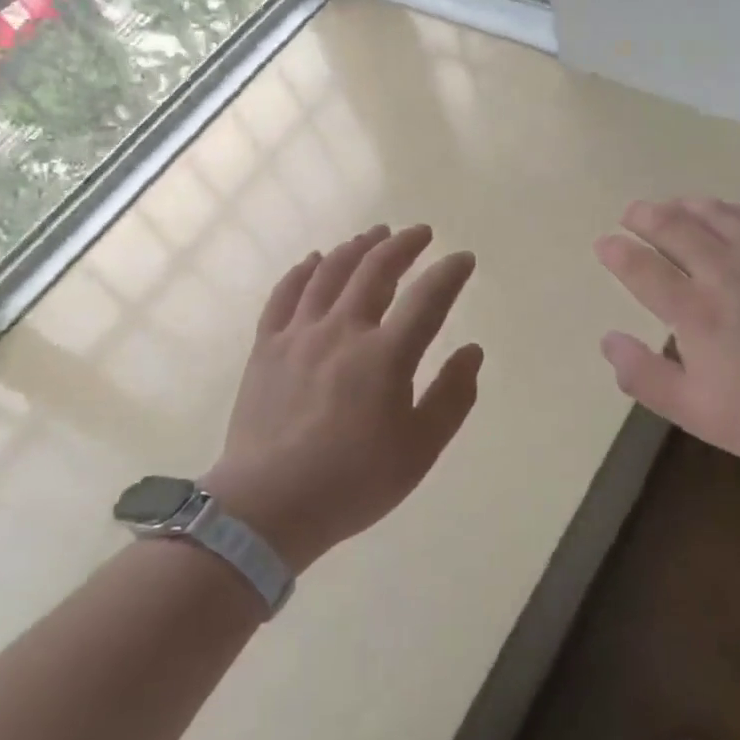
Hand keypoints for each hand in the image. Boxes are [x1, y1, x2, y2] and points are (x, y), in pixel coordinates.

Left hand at [204, 224, 481, 569]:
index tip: (464, 258)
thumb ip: (452, 396)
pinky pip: (286, 294)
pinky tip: (315, 259)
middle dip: (403, 245)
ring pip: (330, 272)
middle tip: (420, 233)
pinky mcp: (267, 346)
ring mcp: (300, 334)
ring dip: (356, 247)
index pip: (427, 298)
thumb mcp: (420, 450)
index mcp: (385, 355)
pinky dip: (303, 270)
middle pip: (375, 270)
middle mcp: (343, 330)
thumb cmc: (353, 482)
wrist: (268, 506)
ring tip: (374, 234)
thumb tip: (472, 351)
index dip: (450, 273)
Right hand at [594, 199, 739, 479]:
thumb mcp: (695, 412)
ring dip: (688, 205)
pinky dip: (739, 209)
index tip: (603, 242)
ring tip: (673, 204)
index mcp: (696, 313)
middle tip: (632, 212)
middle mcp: (726, 275)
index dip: (618, 252)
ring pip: (719, 215)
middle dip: (647, 216)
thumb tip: (608, 340)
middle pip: (678, 229)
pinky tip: (732, 213)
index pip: (644, 269)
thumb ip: (645, 376)